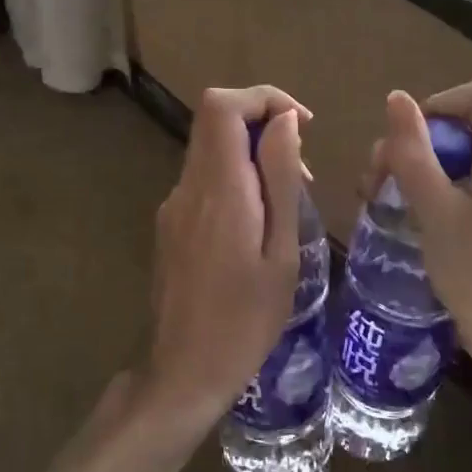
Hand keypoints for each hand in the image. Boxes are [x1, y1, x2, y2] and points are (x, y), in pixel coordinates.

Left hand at [135, 86, 310, 446]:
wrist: (184, 372)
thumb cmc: (245, 320)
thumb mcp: (281, 252)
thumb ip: (280, 180)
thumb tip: (284, 122)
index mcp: (218, 189)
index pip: (223, 106)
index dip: (264, 98)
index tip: (301, 125)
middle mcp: (187, 187)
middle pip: (215, 119)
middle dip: (262, 124)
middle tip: (300, 169)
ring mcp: (173, 205)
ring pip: (210, 148)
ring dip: (251, 154)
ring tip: (286, 203)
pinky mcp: (170, 223)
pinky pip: (204, 178)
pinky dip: (235, 178)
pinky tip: (258, 225)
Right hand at [363, 81, 471, 412]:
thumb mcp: (433, 207)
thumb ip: (413, 150)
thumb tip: (396, 98)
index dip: (438, 104)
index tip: (406, 140)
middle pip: (464, 124)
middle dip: (416, 142)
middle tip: (378, 176)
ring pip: (460, 155)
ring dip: (419, 167)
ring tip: (382, 197)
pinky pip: (467, 181)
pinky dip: (435, 187)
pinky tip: (409, 215)